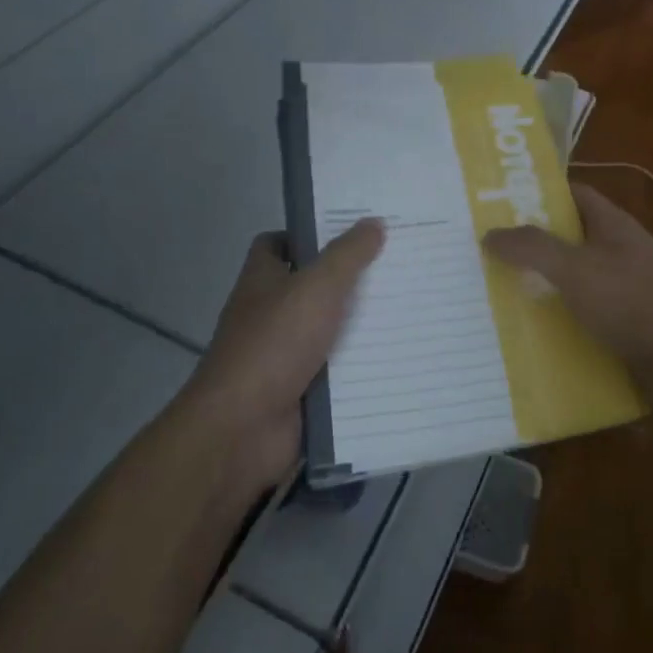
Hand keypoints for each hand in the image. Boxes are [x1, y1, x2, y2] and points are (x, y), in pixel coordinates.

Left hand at [189, 220, 384, 490]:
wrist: (242, 429)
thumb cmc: (274, 344)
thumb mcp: (316, 287)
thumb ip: (347, 255)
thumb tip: (373, 222)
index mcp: (263, 280)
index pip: (280, 243)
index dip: (311, 234)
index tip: (353, 231)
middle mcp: (270, 313)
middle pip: (313, 286)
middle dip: (350, 278)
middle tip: (397, 266)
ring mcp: (284, 354)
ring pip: (330, 330)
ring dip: (362, 324)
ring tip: (410, 307)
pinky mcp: (301, 390)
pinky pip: (338, 371)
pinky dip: (362, 366)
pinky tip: (399, 355)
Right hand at [483, 184, 652, 413]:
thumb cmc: (634, 305)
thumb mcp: (577, 270)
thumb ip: (533, 248)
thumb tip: (490, 233)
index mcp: (614, 226)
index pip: (573, 194)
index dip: (538, 193)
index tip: (497, 203)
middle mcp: (619, 252)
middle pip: (568, 238)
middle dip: (530, 244)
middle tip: (484, 251)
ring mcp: (623, 290)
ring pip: (572, 279)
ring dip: (539, 285)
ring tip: (493, 292)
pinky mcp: (623, 326)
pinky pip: (581, 314)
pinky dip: (556, 319)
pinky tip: (526, 332)